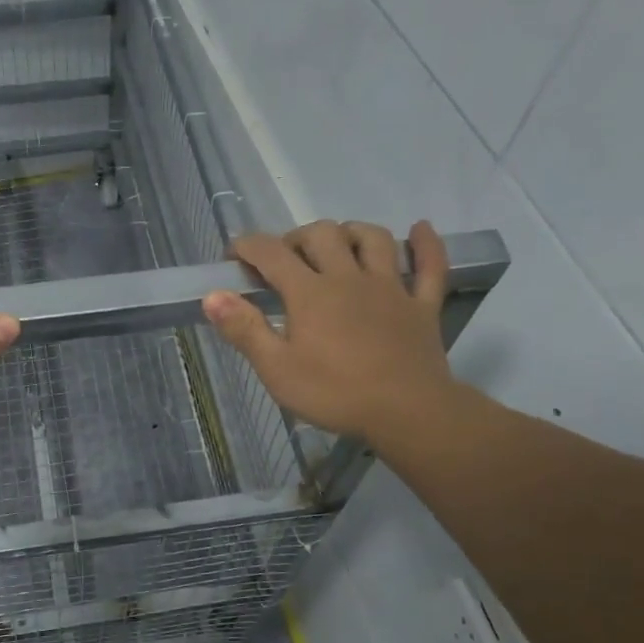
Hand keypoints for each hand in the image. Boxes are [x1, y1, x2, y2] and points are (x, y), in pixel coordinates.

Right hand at [202, 220, 460, 442]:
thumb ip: (244, 330)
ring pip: (373, 239)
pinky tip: (419, 230)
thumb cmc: (335, 393)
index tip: (233, 257)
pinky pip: (431, 266)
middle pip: (322, 234)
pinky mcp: (421, 305)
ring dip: (351, 232)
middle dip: (296, 238)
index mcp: (310, 293)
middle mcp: (349, 278)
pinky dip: (426, 245)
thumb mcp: (277, 369)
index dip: (247, 246)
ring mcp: (390, 288)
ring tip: (338, 244)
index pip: (271, 253)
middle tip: (284, 261)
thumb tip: (213, 296)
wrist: (407, 412)